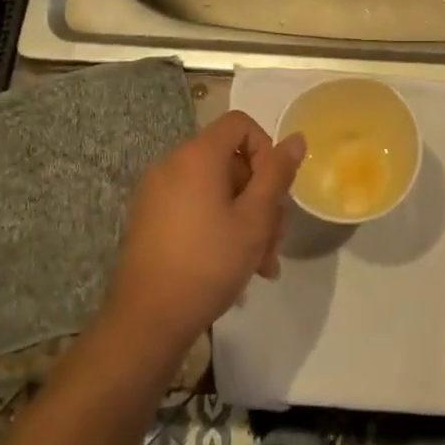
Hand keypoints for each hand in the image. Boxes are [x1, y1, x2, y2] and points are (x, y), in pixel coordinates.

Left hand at [103, 111, 305, 356]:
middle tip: (275, 240)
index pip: (239, 124)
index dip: (266, 149)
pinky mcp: (149, 219)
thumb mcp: (255, 219)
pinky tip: (235, 267)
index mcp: (196, 156)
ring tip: (262, 264)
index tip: (275, 189)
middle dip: (260, 197)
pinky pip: (194, 207)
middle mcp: (172, 164)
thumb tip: (296, 139)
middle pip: (230, 162)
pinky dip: (218, 226)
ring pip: (215, 190)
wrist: (148, 321)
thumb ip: (277, 174)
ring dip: (244, 219)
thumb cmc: (209, 263)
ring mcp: (156, 193)